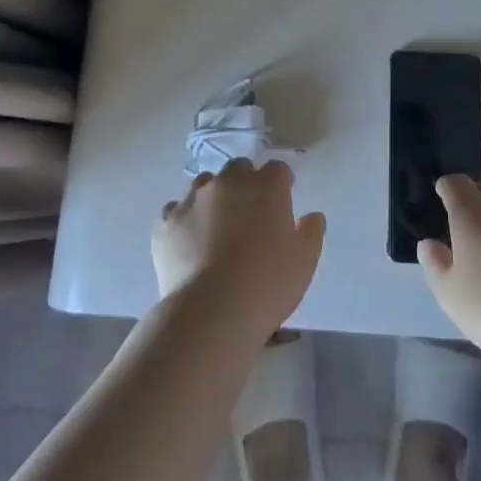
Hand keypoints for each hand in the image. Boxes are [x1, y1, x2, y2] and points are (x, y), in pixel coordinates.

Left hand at [152, 159, 325, 336]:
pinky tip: (189, 242)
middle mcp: (229, 182)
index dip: (281, 184)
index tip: (282, 201)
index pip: (277, 169)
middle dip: (245, 183)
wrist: (211, 311)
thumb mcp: (305, 261)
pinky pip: (176, 210)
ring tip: (216, 226)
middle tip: (249, 213)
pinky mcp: (167, 221)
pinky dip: (184, 219)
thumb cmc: (268, 284)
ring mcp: (193, 199)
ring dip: (213, 196)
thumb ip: (311, 232)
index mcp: (266, 186)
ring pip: (205, 184)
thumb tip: (313, 216)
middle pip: (239, 168)